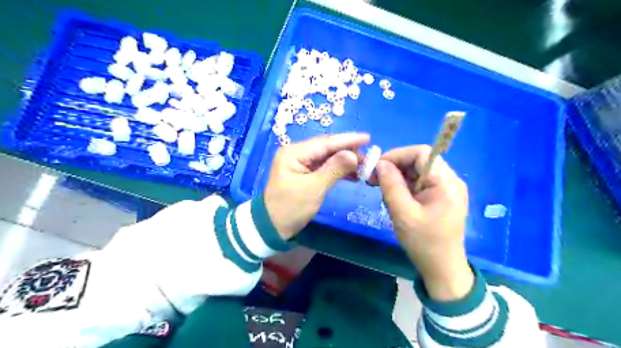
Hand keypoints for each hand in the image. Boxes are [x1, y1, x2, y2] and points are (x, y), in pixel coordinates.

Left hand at [265, 133, 369, 240]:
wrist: (272, 227)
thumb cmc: (291, 207)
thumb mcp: (313, 188)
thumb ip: (334, 169)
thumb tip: (353, 154)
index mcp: (294, 153)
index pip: (325, 143)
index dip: (347, 140)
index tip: (367, 137)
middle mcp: (296, 153)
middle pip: (326, 148)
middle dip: (348, 151)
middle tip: (369, 155)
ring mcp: (300, 163)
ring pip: (327, 158)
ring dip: (345, 161)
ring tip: (364, 165)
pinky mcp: (304, 174)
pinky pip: (324, 168)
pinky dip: (338, 170)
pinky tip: (353, 174)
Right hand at [373, 145, 470, 300]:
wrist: (442, 268)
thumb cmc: (423, 242)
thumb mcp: (402, 213)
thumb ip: (391, 184)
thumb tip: (380, 163)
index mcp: (446, 182)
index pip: (421, 153)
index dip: (397, 155)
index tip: (377, 168)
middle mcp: (450, 180)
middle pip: (419, 161)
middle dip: (395, 167)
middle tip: (374, 180)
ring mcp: (447, 189)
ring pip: (418, 171)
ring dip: (398, 178)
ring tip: (384, 193)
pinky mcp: (441, 197)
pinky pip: (420, 183)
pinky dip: (405, 187)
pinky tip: (395, 199)